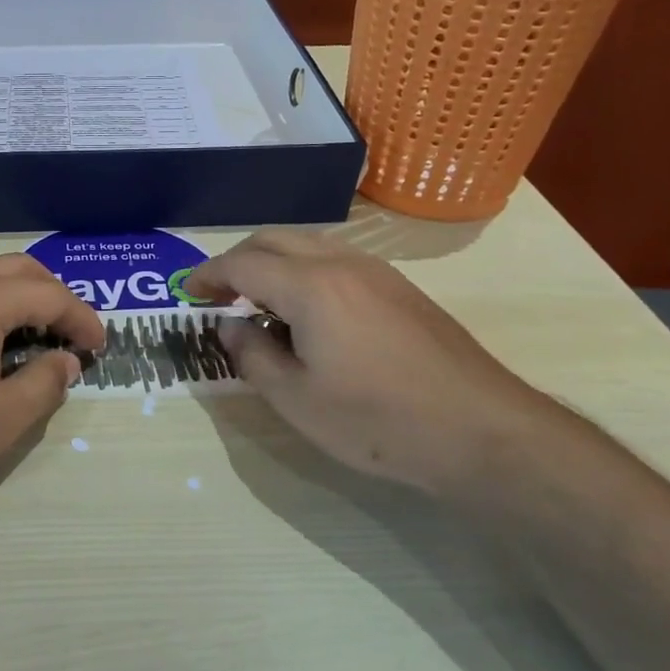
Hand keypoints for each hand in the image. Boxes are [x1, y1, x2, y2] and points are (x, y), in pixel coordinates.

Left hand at [0, 251, 104, 496]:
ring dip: (12, 286)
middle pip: (16, 268)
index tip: (99, 346)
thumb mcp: (1, 419)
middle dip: (52, 293)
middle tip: (68, 329)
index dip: (83, 319)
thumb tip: (65, 360)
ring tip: (24, 323)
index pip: (51, 296)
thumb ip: (44, 384)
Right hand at [183, 230, 556, 494]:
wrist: (482, 432)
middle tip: (217, 293)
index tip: (187, 293)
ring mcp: (376, 272)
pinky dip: (304, 270)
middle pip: (274, 239)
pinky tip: (308, 311)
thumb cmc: (378, 421)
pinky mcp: (401, 288)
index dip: (208, 275)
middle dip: (237, 260)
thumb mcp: (296, 400)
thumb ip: (252, 355)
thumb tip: (232, 326)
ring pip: (308, 244)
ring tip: (258, 302)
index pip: (242, 264)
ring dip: (272, 261)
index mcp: (309, 286)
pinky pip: (336, 259)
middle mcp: (341, 264)